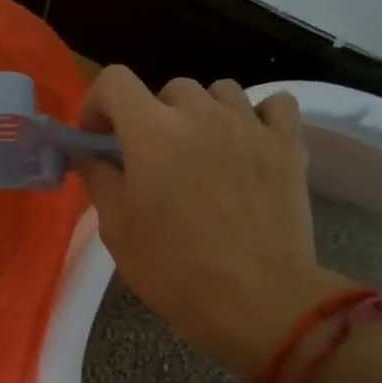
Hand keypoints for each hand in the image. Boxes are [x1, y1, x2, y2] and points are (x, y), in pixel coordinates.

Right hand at [75, 68, 346, 377]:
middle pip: (168, 89)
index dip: (98, 103)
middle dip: (151, 117)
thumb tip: (93, 154)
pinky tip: (249, 143)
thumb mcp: (118, 230)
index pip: (114, 81)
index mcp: (152, 132)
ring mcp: (250, 126)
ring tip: (202, 152)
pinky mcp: (288, 145)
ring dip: (202, 113)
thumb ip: (100, 180)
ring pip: (220, 91)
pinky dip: (258, 116)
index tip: (99, 137)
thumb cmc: (176, 270)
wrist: (258, 301)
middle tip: (153, 160)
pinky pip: (274, 105)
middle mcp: (201, 114)